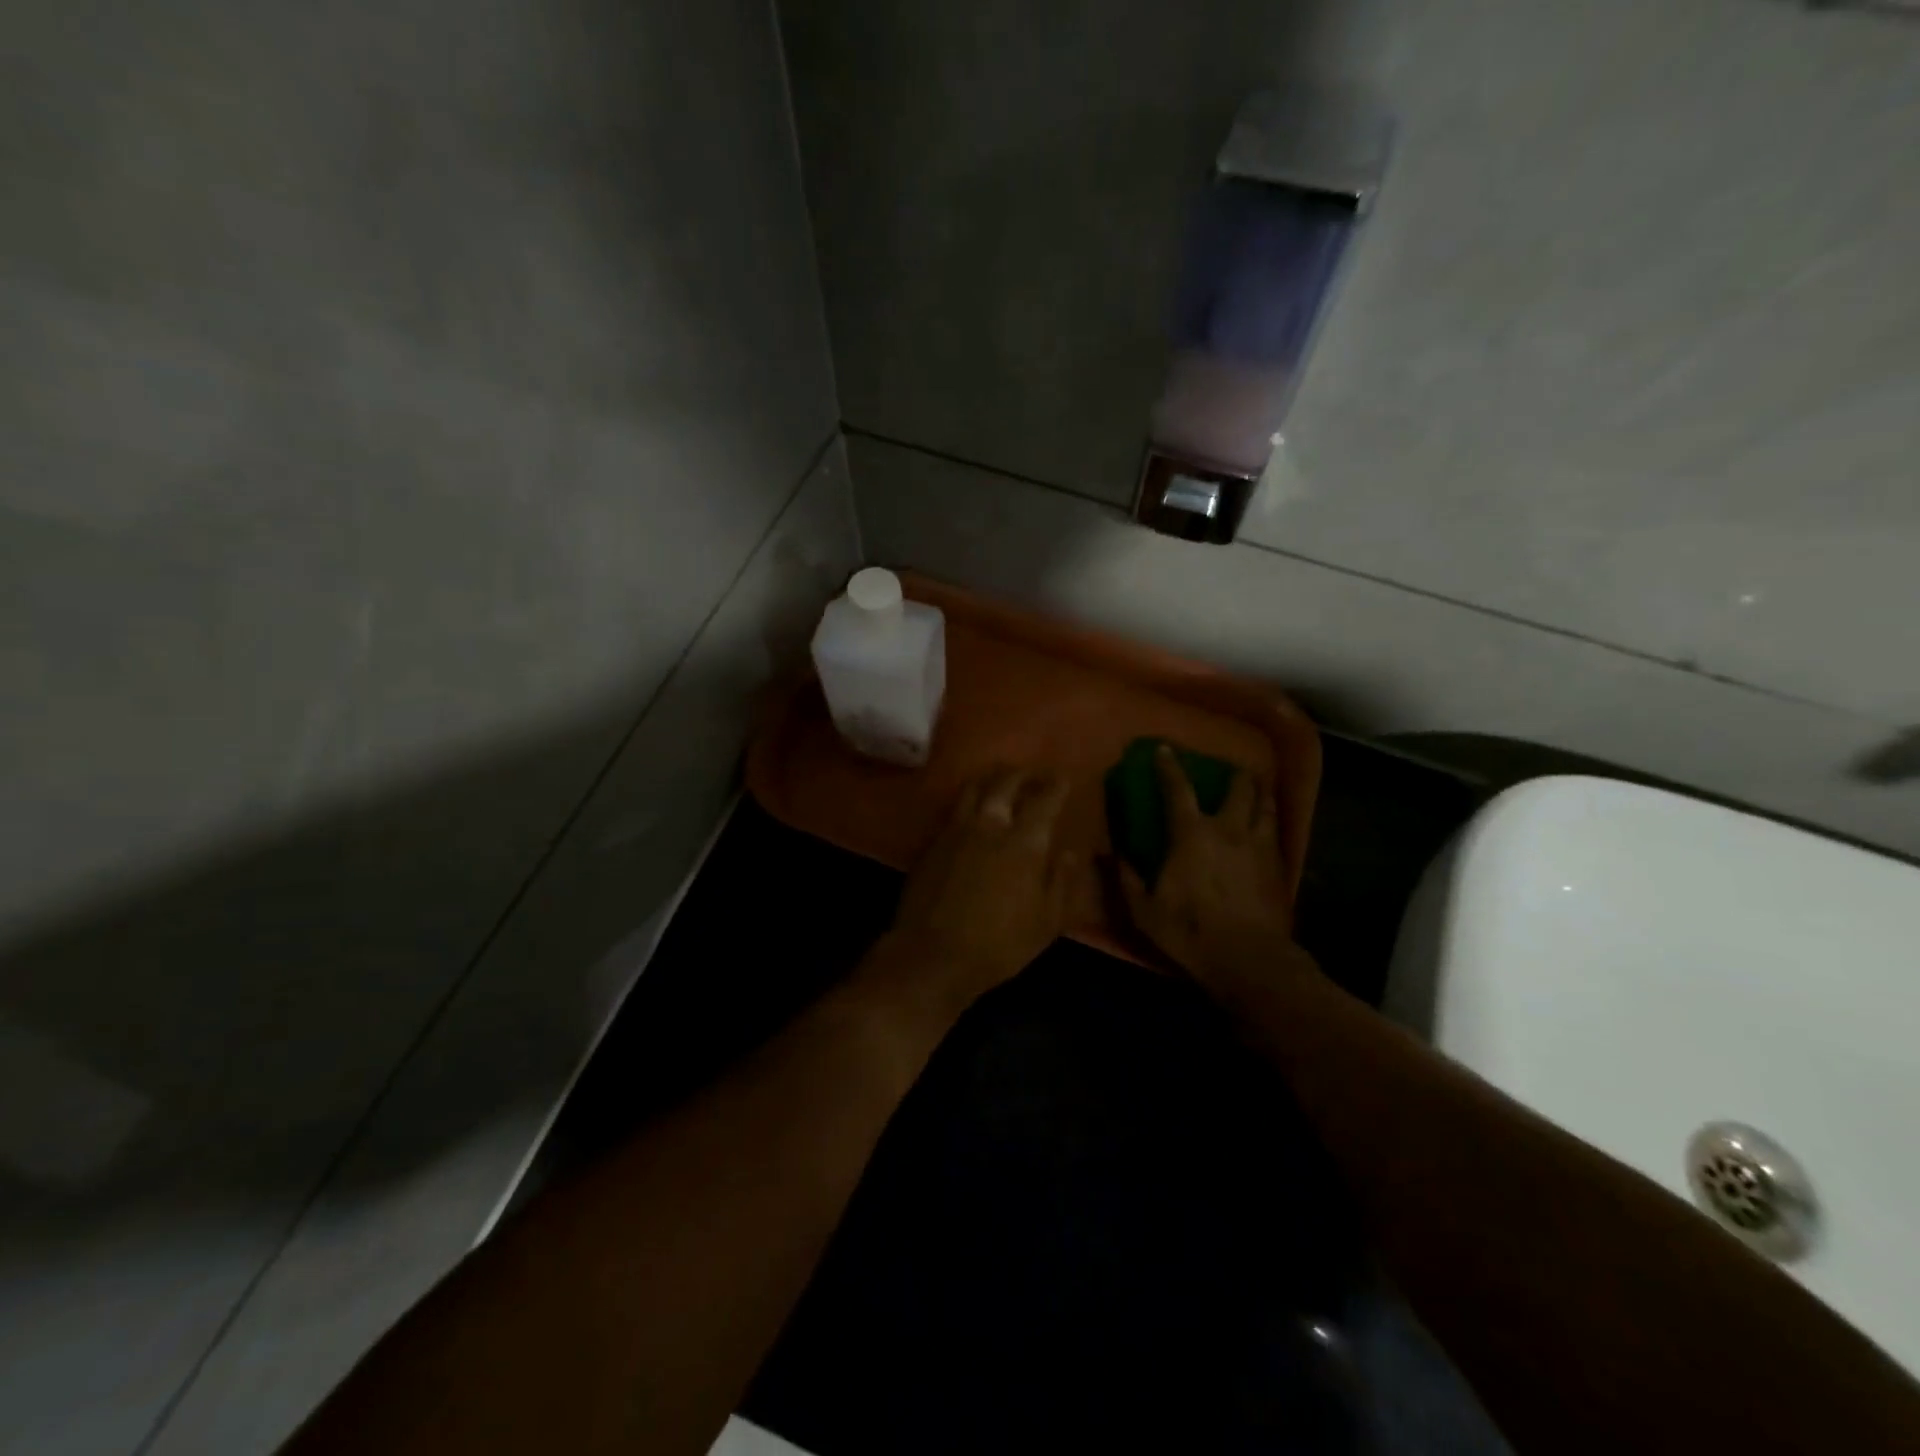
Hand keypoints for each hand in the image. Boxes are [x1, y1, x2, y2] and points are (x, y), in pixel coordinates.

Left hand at [874, 767, 1075, 1018]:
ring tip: (1001, 780)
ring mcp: (955, 830)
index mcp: (1024, 842)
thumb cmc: (999, 944)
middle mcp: (989, 825)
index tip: (1063, 778)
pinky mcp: (932, 841)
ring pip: (974, 787)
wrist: (933, 955)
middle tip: (1033, 774)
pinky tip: (972, 809)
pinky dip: (969, 799)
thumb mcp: (1046, 923)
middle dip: (1023, 773)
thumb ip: (1061, 882)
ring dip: (992, 778)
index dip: (1056, 785)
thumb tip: (1069, 853)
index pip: (1044, 800)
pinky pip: (953, 808)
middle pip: (1006, 782)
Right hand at [1117, 745, 1303, 1001]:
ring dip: (1258, 794)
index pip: (1178, 789)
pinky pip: (1277, 832)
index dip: (1169, 766)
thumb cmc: (1189, 931)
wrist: (1249, 960)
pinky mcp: (1280, 866)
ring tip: (1254, 792)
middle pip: (1239, 787)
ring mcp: (1260, 845)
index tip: (1165, 750)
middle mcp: (1229, 829)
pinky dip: (1269, 822)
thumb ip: (1126, 878)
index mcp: (1191, 834)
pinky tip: (1266, 829)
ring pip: (1266, 805)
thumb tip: (1111, 854)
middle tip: (1228, 772)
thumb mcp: (1144, 910)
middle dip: (1234, 774)